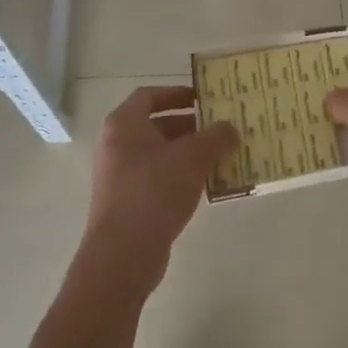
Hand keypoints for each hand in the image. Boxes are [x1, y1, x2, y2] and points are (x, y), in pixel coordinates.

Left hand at [84, 87, 237, 289]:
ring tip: (221, 155)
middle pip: (156, 124)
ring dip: (189, 152)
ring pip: (159, 153)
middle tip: (220, 128)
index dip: (177, 93)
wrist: (123, 254)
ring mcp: (119, 176)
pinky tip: (206, 183)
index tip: (205, 98)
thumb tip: (231, 129)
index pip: (149, 95)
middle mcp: (116, 146)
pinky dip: (181, 175)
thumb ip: (216, 136)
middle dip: (190, 125)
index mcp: (124, 125)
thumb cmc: (154, 191)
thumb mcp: (193, 157)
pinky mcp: (127, 202)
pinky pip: (158, 178)